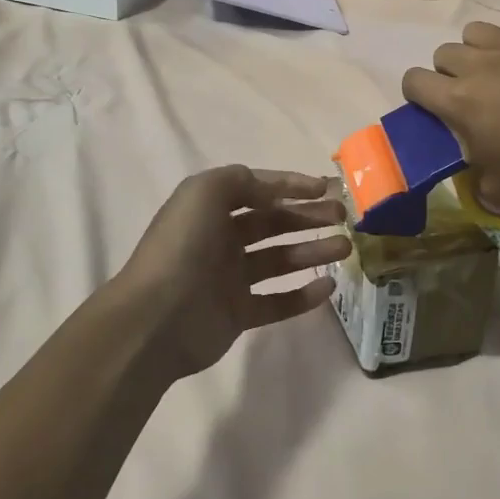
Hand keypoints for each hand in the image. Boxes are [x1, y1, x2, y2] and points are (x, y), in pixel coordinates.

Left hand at [115, 167, 350, 379]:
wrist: (156, 318)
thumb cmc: (183, 246)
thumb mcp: (205, 191)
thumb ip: (241, 180)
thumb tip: (272, 188)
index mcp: (209, 209)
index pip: (256, 190)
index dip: (290, 186)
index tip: (325, 188)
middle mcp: (220, 240)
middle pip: (272, 223)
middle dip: (308, 217)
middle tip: (341, 217)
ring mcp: (229, 279)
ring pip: (279, 260)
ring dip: (312, 251)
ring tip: (343, 247)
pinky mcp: (238, 314)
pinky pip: (277, 302)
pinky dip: (303, 295)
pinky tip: (328, 286)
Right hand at [403, 21, 499, 215]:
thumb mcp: (497, 191)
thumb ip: (473, 171)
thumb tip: (475, 164)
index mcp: (459, 101)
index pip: (413, 81)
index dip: (418, 95)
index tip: (434, 110)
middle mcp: (481, 64)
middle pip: (444, 53)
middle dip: (449, 74)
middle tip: (473, 96)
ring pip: (477, 32)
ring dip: (479, 52)